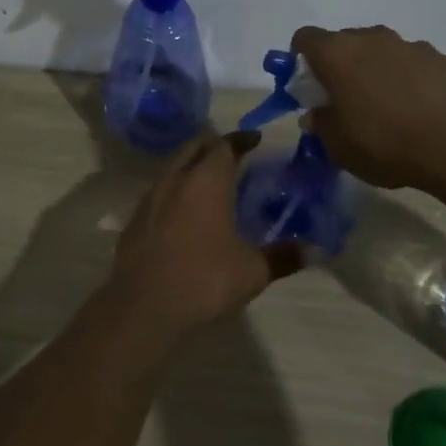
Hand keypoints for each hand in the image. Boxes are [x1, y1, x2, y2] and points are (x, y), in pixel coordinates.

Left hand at [108, 132, 302, 339]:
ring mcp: (150, 198)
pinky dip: (176, 192)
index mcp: (206, 181)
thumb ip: (282, 257)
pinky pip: (159, 193)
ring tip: (212, 185)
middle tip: (234, 156)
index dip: (241, 139)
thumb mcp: (252, 272)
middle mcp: (175, 179)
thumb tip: (311, 251)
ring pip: (174, 169)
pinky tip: (185, 214)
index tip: (255, 139)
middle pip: (195, 148)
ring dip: (192, 168)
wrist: (142, 306)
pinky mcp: (134, 220)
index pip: (224, 145)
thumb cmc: (203, 279)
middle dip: (214, 146)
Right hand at [292, 25, 445, 191]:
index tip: (308, 85)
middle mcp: (374, 39)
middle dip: (341, 66)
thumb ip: (322, 124)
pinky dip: (413, 82)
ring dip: (379, 72)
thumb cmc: (384, 143)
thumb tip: (317, 114)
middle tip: (346, 100)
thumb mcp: (338, 146)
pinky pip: (418, 66)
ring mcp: (413, 46)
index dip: (300, 58)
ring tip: (389, 109)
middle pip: (346, 42)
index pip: (305, 37)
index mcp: (339, 54)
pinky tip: (422, 113)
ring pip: (384, 52)